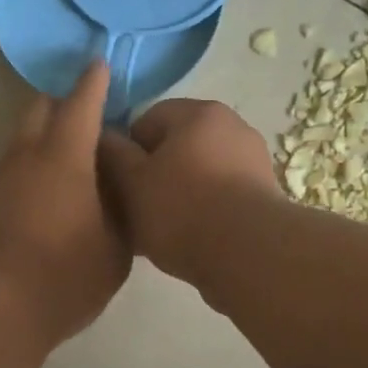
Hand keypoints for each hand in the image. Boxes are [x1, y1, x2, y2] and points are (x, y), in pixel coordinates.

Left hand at [0, 61, 131, 346]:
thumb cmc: (65, 274)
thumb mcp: (116, 246)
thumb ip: (122, 209)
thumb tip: (119, 187)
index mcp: (64, 156)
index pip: (81, 104)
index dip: (94, 82)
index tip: (102, 64)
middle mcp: (28, 156)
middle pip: (40, 108)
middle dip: (65, 100)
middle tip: (94, 112)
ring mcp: (3, 179)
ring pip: (25, 136)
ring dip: (48, 131)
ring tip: (80, 151)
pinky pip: (18, 163)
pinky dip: (38, 159)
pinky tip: (57, 185)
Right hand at [97, 99, 281, 286]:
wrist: (248, 255)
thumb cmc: (182, 209)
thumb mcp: (130, 181)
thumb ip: (112, 154)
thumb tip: (103, 137)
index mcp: (199, 112)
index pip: (147, 120)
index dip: (126, 152)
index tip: (119, 185)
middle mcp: (232, 126)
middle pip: (176, 147)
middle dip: (154, 175)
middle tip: (135, 210)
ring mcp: (253, 161)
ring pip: (198, 174)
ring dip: (178, 195)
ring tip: (161, 231)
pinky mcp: (264, 195)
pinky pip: (221, 197)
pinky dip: (203, 212)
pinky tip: (190, 240)